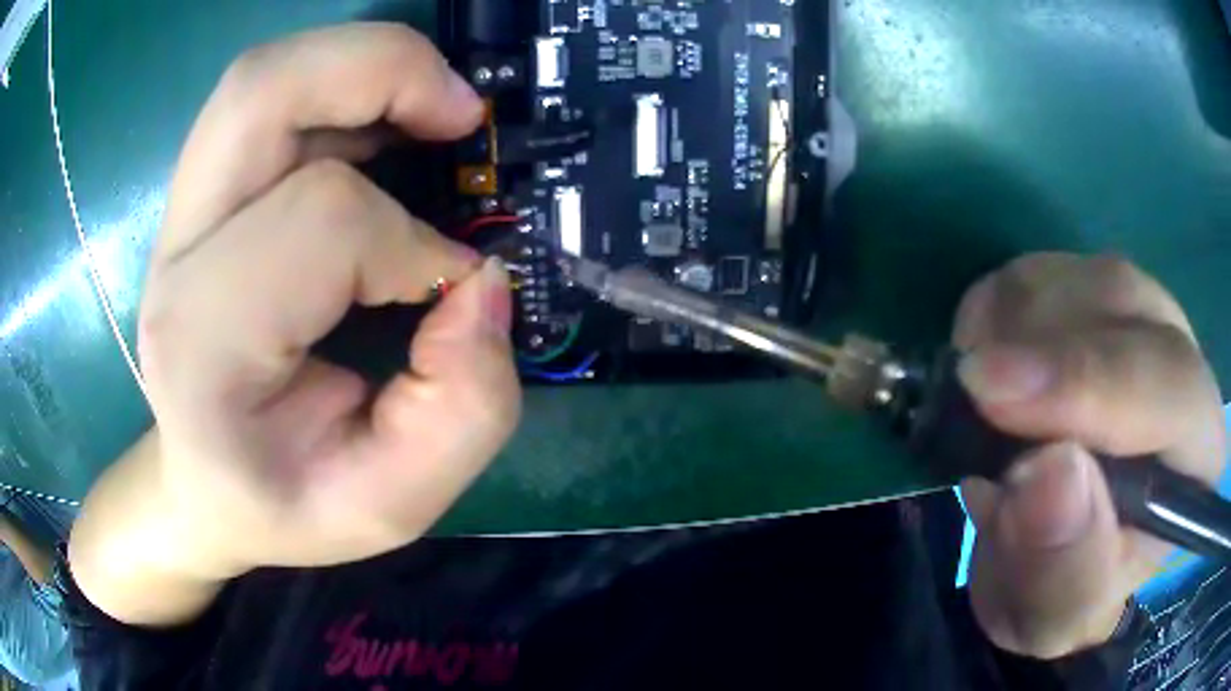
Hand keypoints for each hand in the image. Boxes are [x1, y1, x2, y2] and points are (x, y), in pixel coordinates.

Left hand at [137, 24, 520, 575]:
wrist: (202, 486)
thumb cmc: (284, 504)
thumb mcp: (391, 504)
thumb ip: (462, 412)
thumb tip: (484, 286)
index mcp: (205, 345)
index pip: (322, 222)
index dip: (414, 242)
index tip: (455, 287)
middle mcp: (177, 257)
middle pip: (263, 92)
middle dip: (381, 70)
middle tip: (460, 113)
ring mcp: (180, 216)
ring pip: (262, 78)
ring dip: (363, 65)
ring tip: (432, 109)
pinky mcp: (200, 198)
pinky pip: (268, 100)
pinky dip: (341, 87)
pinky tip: (384, 128)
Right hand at [954, 253, 1224, 658]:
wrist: (1045, 557)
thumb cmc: (1061, 593)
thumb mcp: (1053, 612)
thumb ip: (1062, 562)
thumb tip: (1048, 474)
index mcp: (1199, 452)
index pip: (1169, 385)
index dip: (1087, 382)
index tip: (994, 394)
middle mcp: (1183, 364)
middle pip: (1123, 305)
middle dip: (1041, 346)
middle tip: (970, 392)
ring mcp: (1141, 319)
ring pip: (1079, 274)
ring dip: (1012, 327)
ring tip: (980, 402)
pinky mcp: (1092, 297)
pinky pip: (1040, 270)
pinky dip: (997, 308)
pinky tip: (988, 363)